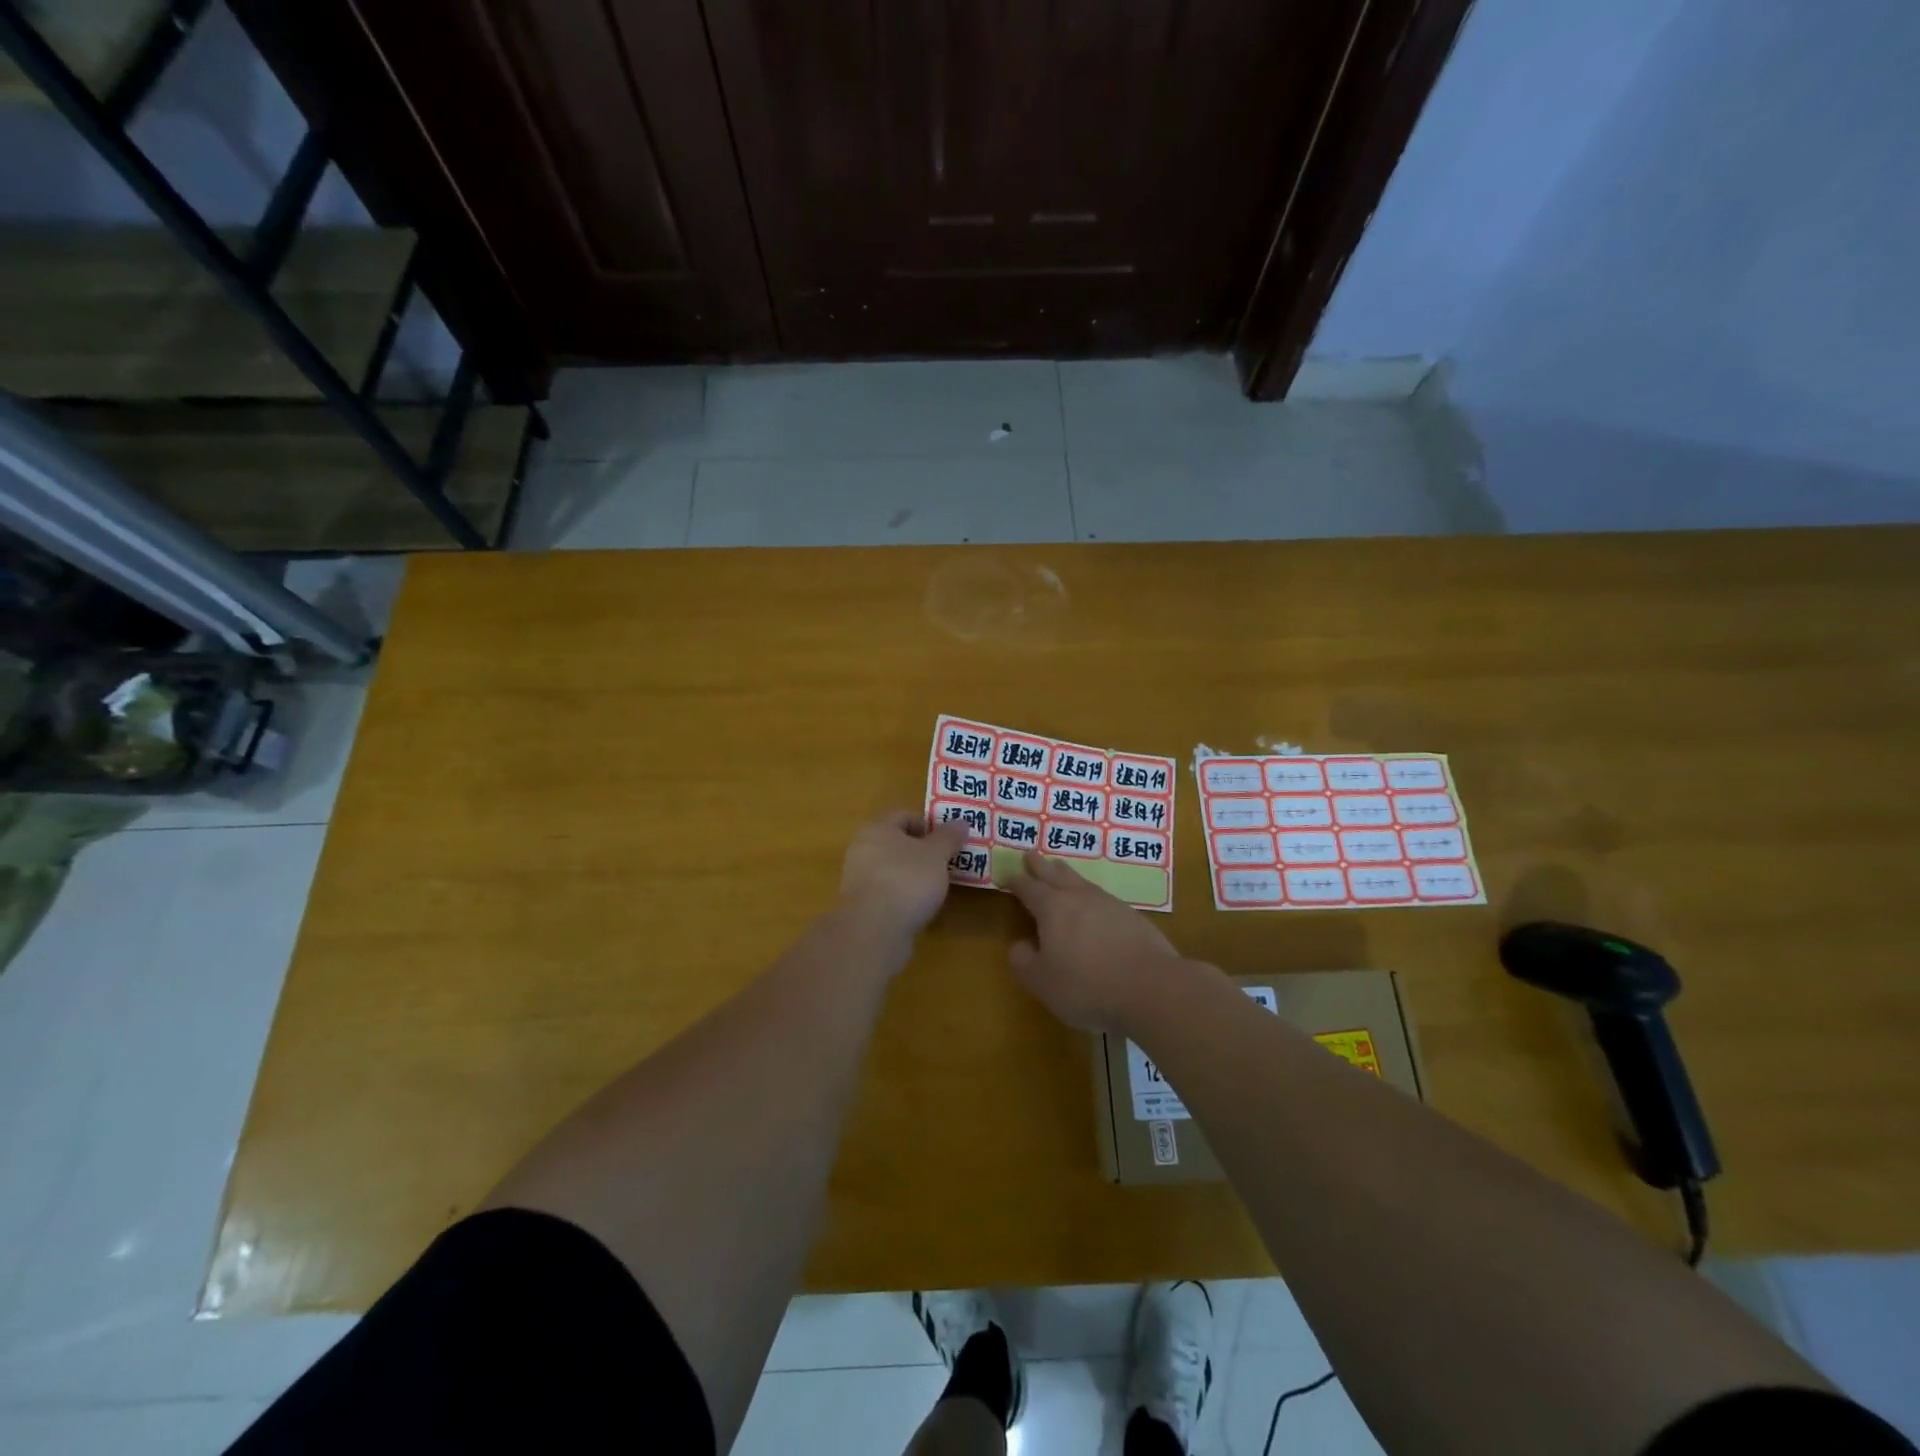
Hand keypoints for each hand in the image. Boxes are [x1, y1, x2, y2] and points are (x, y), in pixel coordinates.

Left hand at [838, 810, 969, 944]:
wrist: (874, 929)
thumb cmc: (907, 880)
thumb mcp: (937, 855)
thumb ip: (949, 837)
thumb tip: (961, 822)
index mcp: (877, 828)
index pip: (904, 816)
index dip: (928, 825)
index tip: (947, 842)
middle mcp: (862, 849)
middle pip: (896, 843)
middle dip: (921, 851)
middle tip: (944, 863)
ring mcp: (858, 879)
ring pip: (891, 868)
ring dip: (912, 875)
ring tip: (935, 888)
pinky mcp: (860, 906)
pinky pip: (886, 892)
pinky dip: (902, 896)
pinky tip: (918, 908)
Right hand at [1008, 851, 1187, 1031]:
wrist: (1151, 987)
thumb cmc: (1087, 986)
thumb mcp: (1043, 982)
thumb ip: (1024, 961)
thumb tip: (1019, 944)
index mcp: (1052, 908)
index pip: (1029, 889)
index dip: (1016, 881)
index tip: (1007, 874)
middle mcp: (1079, 898)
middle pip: (1055, 875)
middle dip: (1040, 865)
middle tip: (1030, 854)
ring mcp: (1108, 904)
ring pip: (1081, 881)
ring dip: (1066, 874)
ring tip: (1059, 869)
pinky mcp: (1132, 916)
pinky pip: (1102, 896)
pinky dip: (1090, 893)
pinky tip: (1094, 902)